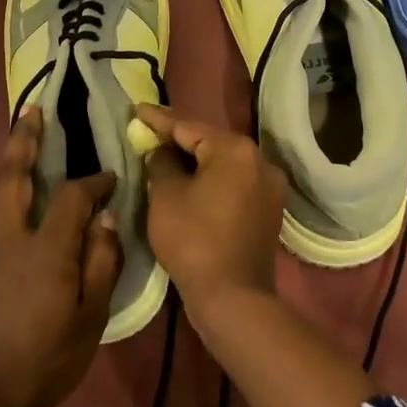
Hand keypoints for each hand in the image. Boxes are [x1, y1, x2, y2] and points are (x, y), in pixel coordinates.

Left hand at [0, 109, 120, 406]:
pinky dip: (12, 190)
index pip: (72, 198)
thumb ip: (102, 264)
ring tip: (26, 137)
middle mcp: (13, 241)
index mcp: (45, 251)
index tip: (114, 177)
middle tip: (34, 111)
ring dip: (13, 161)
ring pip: (0, 194)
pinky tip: (26, 195)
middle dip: (23, 141)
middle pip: (13, 178)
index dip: (95, 182)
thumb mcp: (90, 318)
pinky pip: (1, 215)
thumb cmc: (45, 362)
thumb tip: (107, 219)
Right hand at [136, 103, 286, 329]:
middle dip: (179, 138)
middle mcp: (260, 160)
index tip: (138, 109)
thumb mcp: (166, 197)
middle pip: (211, 141)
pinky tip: (192, 181)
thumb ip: (161, 164)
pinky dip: (213, 179)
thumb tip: (162, 151)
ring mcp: (269, 185)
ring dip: (197, 159)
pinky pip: (235, 182)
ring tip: (166, 154)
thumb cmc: (193, 240)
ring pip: (224, 163)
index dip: (159, 119)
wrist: (233, 297)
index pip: (189, 126)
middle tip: (149, 132)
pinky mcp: (269, 208)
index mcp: (235, 150)